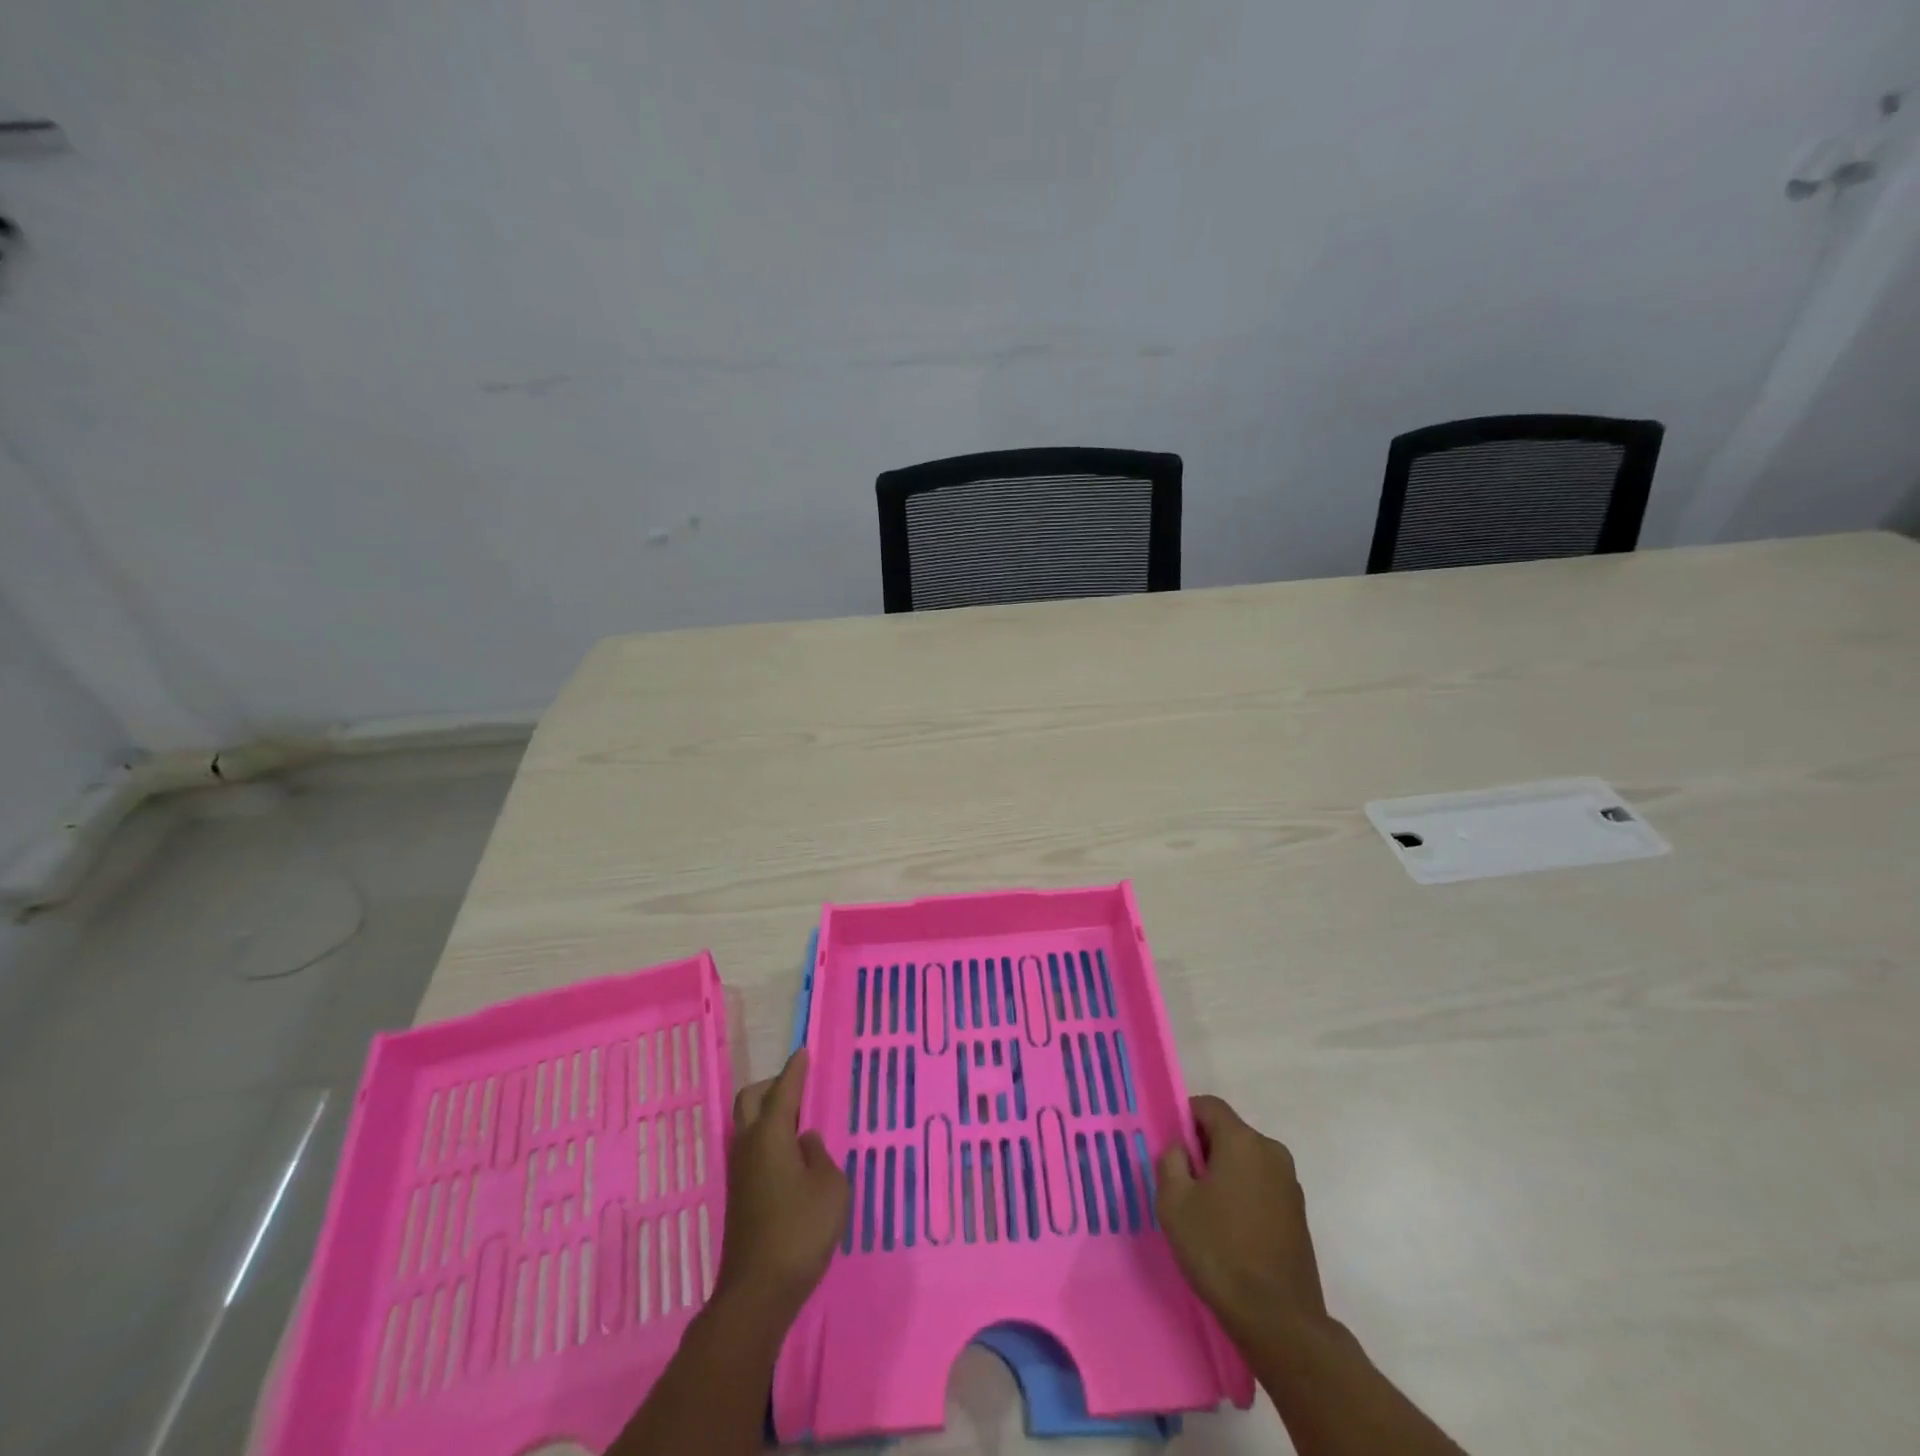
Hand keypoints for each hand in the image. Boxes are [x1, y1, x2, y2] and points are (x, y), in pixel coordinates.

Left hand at [715, 1048, 849, 1319]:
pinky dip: (768, 1138)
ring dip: (767, 1114)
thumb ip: (820, 1155)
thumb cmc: (801, 1230)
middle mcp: (748, 1146)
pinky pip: (751, 1149)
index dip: (795, 1070)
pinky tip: (790, 1155)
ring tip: (798, 1120)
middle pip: (750, 1100)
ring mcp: (740, 1172)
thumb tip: (805, 1142)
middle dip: (770, 1086)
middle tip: (796, 1086)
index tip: (802, 1052)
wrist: (758, 1291)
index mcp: (771, 1135)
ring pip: (747, 1126)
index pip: (783, 1090)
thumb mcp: (830, 1186)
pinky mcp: (740, 1196)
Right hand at [1157, 1094, 1327, 1340]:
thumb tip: (1181, 1149)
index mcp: (1243, 1141)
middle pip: (1229, 1132)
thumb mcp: (1174, 1202)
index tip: (1171, 1149)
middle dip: (1203, 1149)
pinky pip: (1261, 1186)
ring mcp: (1290, 1184)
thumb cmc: (1219, 1251)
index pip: (1208, 1106)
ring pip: (1246, 1161)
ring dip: (1224, 1174)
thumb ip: (1170, 1161)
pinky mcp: (1299, 1215)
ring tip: (1205, 1213)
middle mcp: (1271, 1152)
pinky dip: (1243, 1195)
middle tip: (1182, 1184)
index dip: (1184, 1118)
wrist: (1279, 1321)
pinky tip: (1230, 1232)